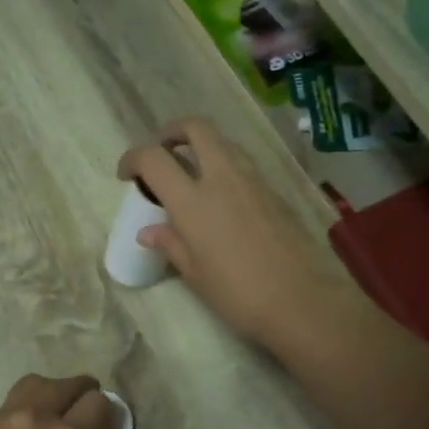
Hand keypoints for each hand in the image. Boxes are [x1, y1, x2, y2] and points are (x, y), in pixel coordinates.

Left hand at [0, 374, 120, 428]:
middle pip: (72, 383)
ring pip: (41, 382)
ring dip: (54, 393)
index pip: (99, 402)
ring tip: (53, 416)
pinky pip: (15, 400)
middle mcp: (39, 415)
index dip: (108, 415)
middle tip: (83, 421)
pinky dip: (29, 407)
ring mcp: (8, 414)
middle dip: (84, 397)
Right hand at [117, 118, 335, 350]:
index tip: (126, 175)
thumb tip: (149, 232)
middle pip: (196, 128)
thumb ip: (171, 244)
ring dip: (202, 147)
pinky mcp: (275, 191)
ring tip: (190, 174)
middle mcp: (222, 178)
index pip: (154, 158)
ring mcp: (253, 180)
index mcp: (193, 200)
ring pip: (223, 143)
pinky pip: (243, 164)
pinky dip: (224, 166)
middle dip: (173, 132)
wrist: (302, 299)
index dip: (133, 159)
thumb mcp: (195, 274)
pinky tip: (221, 197)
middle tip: (162, 152)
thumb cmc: (238, 293)